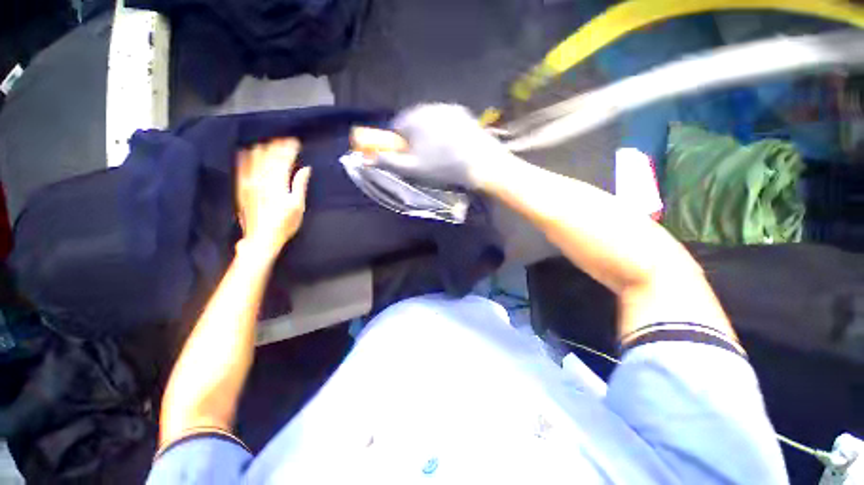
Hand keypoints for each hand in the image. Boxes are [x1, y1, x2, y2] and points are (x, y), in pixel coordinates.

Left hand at [236, 138, 310, 258]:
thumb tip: (305, 169)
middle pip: (269, 156)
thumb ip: (300, 185)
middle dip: (278, 145)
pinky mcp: (241, 188)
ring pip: (254, 158)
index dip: (289, 149)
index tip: (295, 141)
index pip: (284, 160)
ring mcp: (248, 182)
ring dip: (263, 148)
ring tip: (269, 142)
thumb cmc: (285, 224)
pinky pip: (241, 167)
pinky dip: (245, 157)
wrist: (261, 238)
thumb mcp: (298, 206)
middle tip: (285, 138)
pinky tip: (247, 151)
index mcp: (277, 183)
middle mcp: (261, 179)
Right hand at [363, 104, 515, 189]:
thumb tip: (369, 157)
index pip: (395, 128)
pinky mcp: (462, 112)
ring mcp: (447, 107)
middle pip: (412, 123)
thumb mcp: (412, 168)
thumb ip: (388, 161)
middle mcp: (428, 106)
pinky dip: (443, 131)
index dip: (398, 144)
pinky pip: (445, 121)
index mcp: (413, 118)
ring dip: (428, 135)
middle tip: (423, 158)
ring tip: (439, 153)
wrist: (481, 162)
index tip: (406, 157)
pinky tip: (452, 146)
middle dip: (413, 139)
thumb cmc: (443, 166)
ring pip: (429, 122)